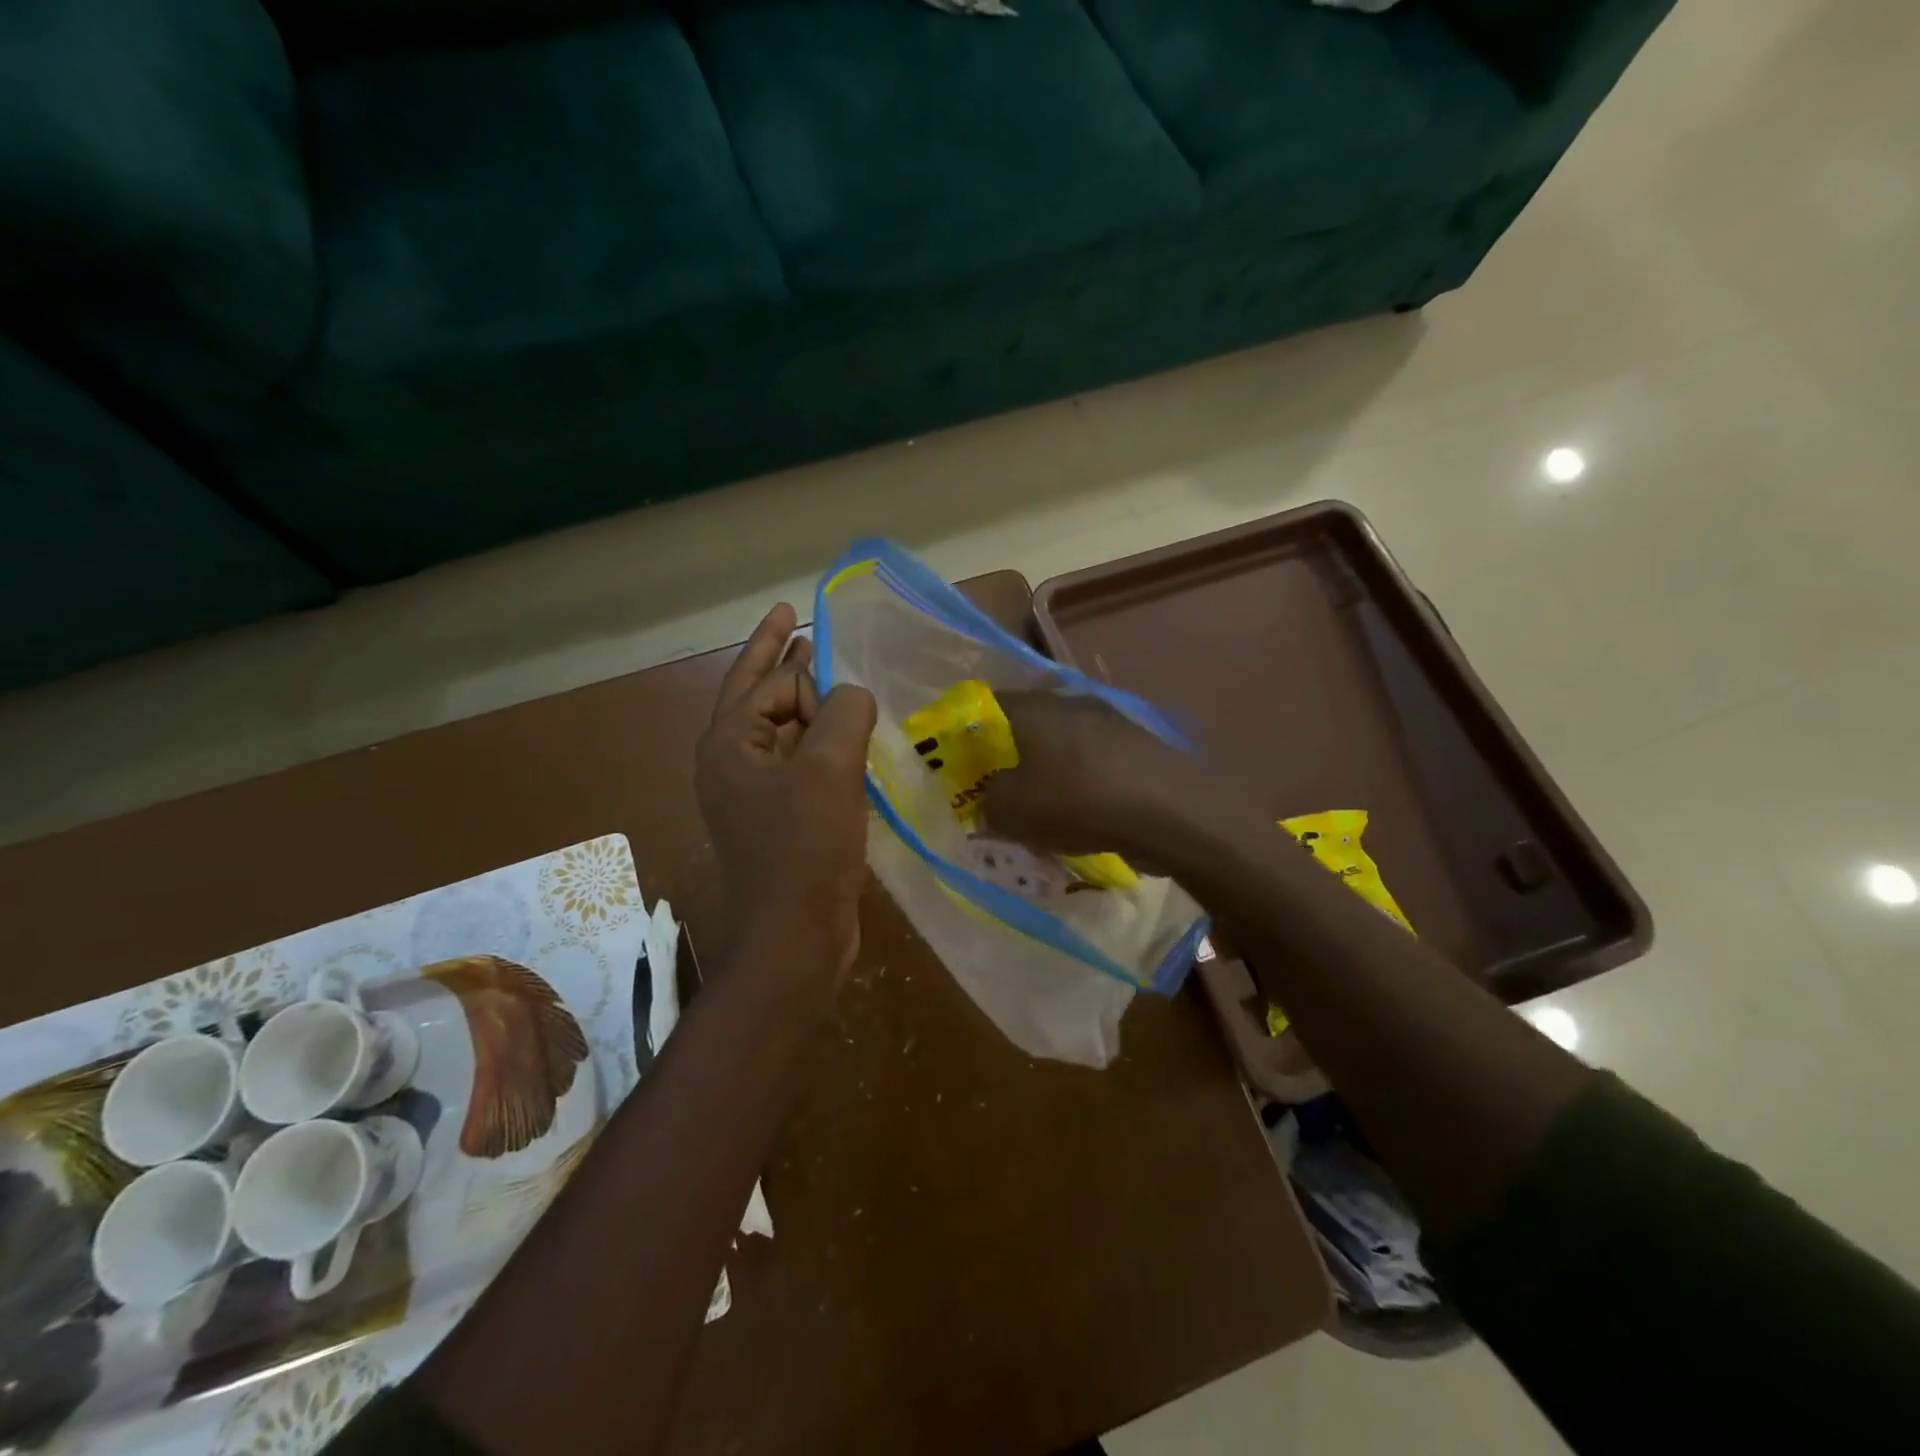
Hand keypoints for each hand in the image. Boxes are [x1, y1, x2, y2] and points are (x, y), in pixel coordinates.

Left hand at [696, 604, 877, 974]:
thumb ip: (844, 712)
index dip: (809, 677)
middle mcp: (730, 762)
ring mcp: (751, 793)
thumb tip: (852, 695)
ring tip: (824, 671)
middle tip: (791, 616)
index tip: (847, 692)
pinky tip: (842, 739)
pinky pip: (796, 762)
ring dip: (802, 701)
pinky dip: (816, 742)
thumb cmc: (805, 850)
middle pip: (756, 694)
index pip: (771, 684)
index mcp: (728, 744)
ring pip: (778, 729)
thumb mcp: (830, 769)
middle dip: (776, 656)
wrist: (794, 936)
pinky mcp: (776, 818)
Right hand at [979, 691, 1219, 860]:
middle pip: (1024, 725)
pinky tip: (1080, 814)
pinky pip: (1091, 761)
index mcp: (1032, 707)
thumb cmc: (1077, 801)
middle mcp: (1068, 702)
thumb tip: (987, 799)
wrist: (1170, 812)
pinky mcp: (1135, 745)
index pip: (984, 705)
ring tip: (1039, 809)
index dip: (966, 735)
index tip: (960, 767)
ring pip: (1060, 744)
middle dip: (1007, 757)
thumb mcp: (1011, 811)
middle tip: (997, 792)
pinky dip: (1078, 782)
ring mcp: (1107, 721)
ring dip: (1045, 771)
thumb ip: (986, 802)